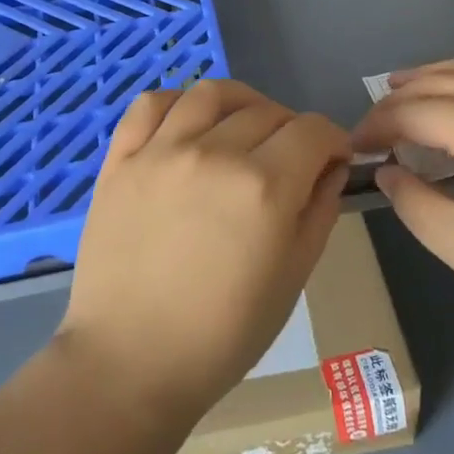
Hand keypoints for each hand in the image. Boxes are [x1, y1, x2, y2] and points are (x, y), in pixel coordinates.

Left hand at [60, 80, 350, 420]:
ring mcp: (161, 151)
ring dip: (241, 103)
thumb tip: (330, 167)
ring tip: (242, 127)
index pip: (312, 130)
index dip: (333, 140)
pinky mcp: (121, 159)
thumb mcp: (292, 277)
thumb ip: (319, 211)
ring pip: (211, 93)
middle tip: (289, 160)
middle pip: (267, 111)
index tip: (332, 159)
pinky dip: (177, 101)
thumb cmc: (223, 334)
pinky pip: (151, 103)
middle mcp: (214, 154)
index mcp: (264, 187)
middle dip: (292, 129)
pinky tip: (188, 123)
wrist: (131, 360)